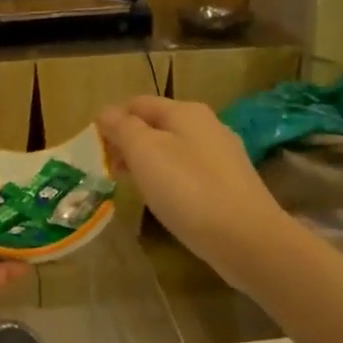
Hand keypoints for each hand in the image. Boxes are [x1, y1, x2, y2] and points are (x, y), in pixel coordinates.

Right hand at [97, 96, 291, 287]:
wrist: (247, 239)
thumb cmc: (188, 189)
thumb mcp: (145, 152)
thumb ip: (122, 128)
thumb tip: (105, 112)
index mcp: (185, 112)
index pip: (137, 103)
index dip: (112, 121)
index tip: (95, 150)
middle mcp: (207, 125)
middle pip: (156, 125)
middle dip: (129, 143)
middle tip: (110, 171)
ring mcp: (222, 155)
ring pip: (173, 150)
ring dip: (148, 163)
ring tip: (132, 187)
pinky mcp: (230, 184)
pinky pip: (190, 172)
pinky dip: (170, 180)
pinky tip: (164, 201)